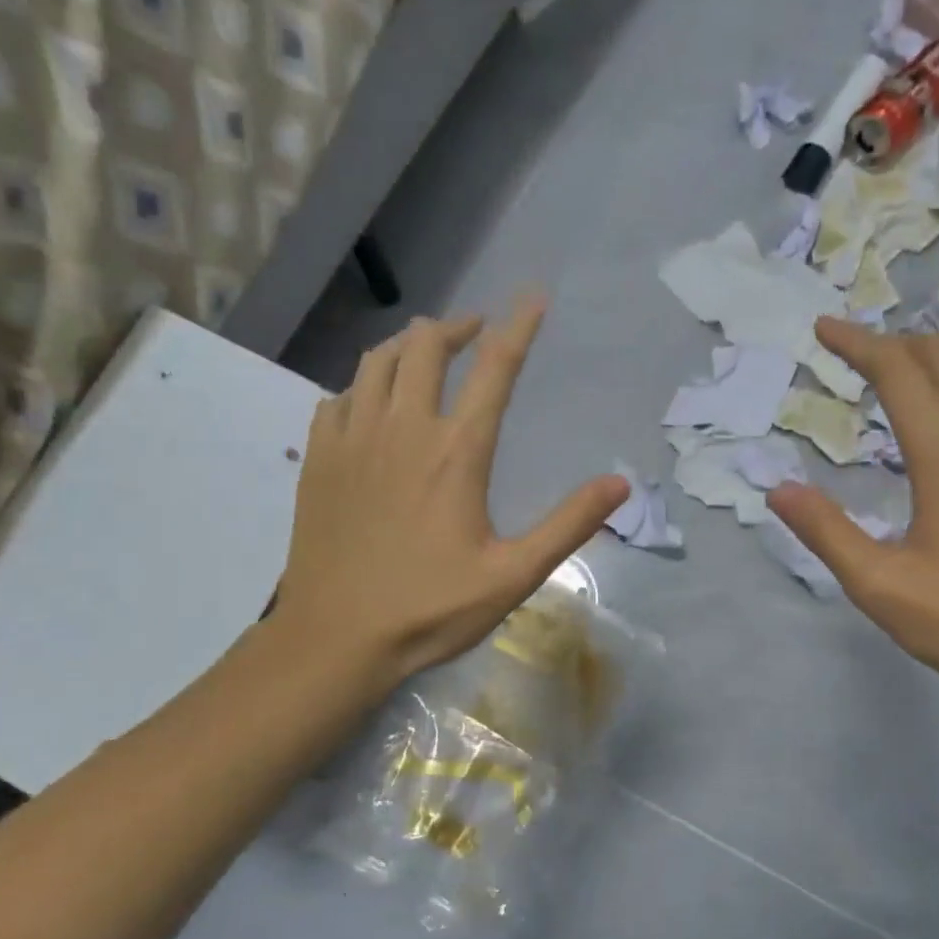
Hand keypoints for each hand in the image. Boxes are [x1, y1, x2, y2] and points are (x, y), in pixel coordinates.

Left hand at [269, 298, 628, 695]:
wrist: (335, 639)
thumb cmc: (430, 609)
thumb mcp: (513, 575)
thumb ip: (568, 525)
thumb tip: (620, 484)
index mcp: (456, 452)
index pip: (495, 369)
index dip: (519, 327)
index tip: (533, 299)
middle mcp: (403, 429)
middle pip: (426, 346)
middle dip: (457, 327)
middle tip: (476, 333)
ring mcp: (352, 439)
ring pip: (376, 361)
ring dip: (408, 346)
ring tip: (428, 354)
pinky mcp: (318, 459)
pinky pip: (337, 398)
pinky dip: (362, 386)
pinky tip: (371, 404)